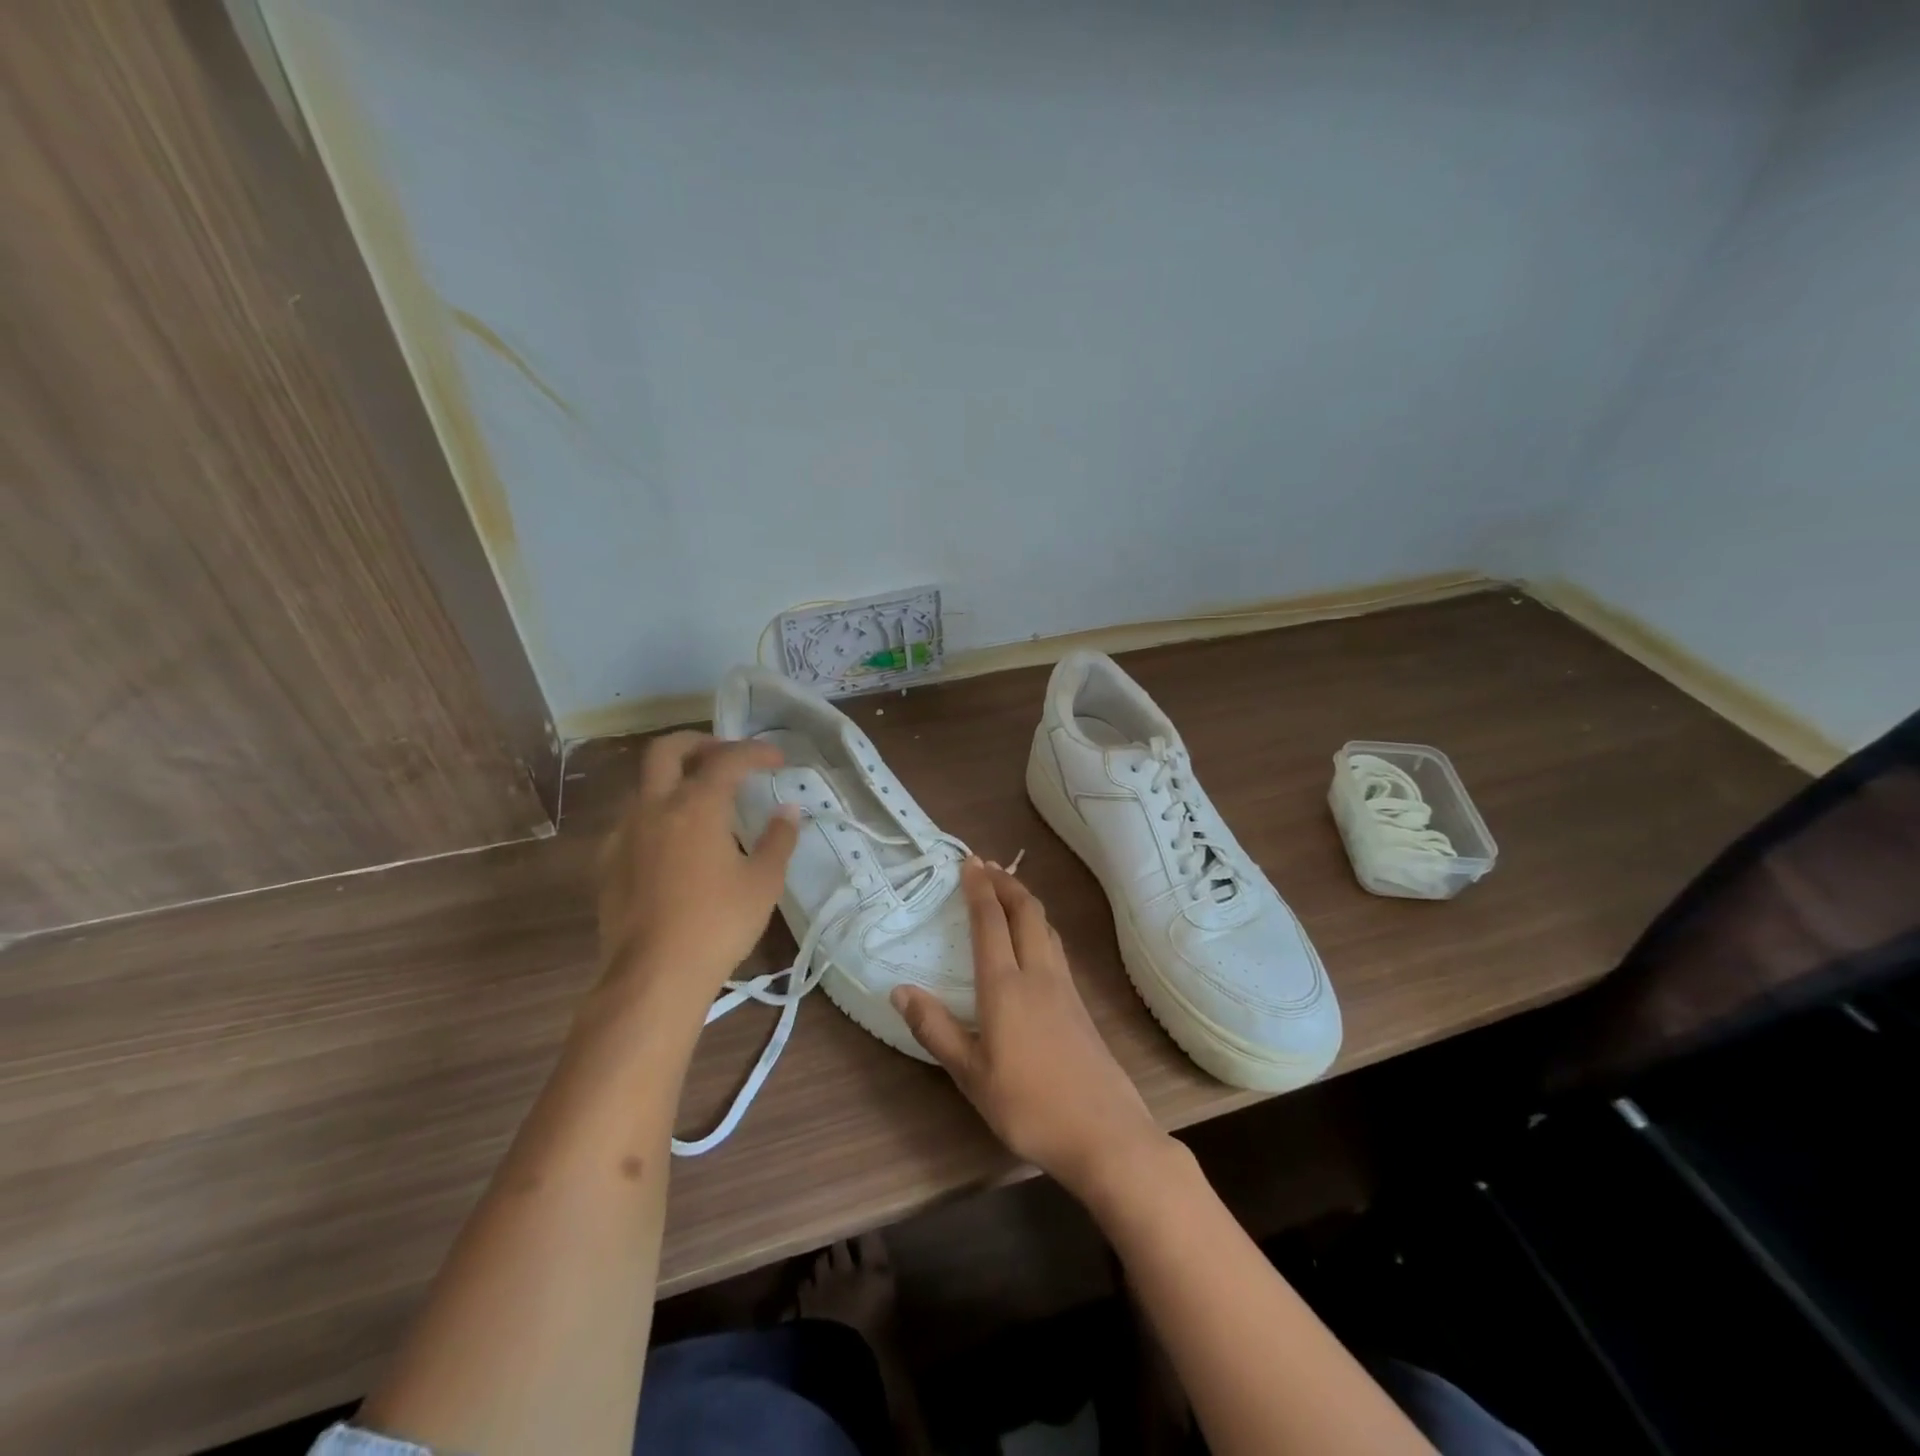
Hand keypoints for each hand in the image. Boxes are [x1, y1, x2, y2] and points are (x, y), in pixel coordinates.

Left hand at [596, 732, 798, 1012]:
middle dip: (699, 742)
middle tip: (725, 755)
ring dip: (675, 779)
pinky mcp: (607, 862)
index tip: (778, 759)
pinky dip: (658, 814)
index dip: (756, 752)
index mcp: (696, 805)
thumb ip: (778, 839)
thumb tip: (788, 810)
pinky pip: (633, 820)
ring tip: (704, 801)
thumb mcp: (763, 882)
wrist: (653, 976)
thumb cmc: (718, 924)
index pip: (728, 759)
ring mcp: (625, 834)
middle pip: (666, 750)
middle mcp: (655, 808)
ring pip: (646, 785)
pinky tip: (674, 842)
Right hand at [892, 861, 1168, 1199]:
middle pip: (1025, 912)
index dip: (979, 889)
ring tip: (1009, 889)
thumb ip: (935, 1029)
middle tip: (986, 865)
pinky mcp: (1080, 1003)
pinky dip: (1040, 924)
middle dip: (1005, 883)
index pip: (990, 922)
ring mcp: (1064, 987)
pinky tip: (1036, 938)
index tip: (969, 862)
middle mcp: (1037, 974)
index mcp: (1005, 987)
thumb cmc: (1028, 1106)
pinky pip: (1056, 945)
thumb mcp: (970, 1075)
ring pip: (1045, 926)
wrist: (1104, 1133)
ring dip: (1025, 900)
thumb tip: (899, 989)